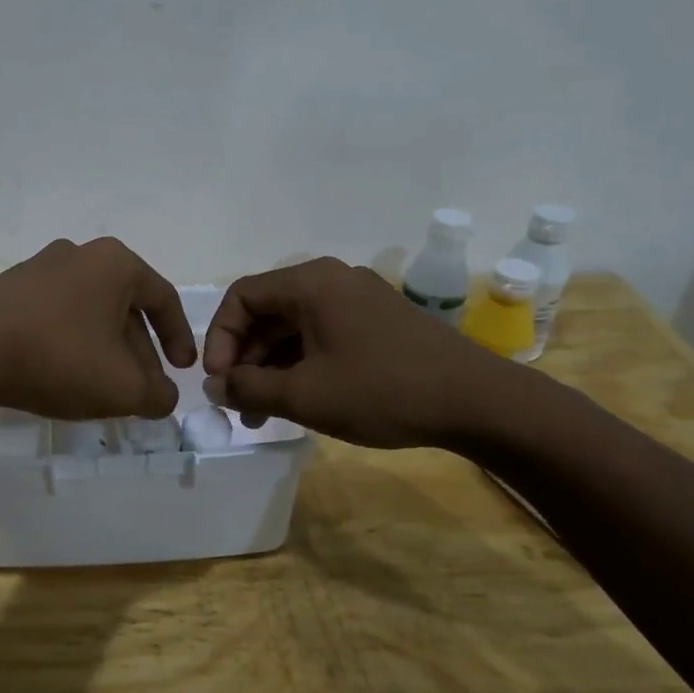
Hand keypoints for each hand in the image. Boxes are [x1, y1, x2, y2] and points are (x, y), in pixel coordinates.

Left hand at [0, 238, 196, 419]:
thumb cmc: (58, 358)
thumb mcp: (122, 388)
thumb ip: (156, 395)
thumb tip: (163, 397)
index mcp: (114, 264)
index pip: (163, 299)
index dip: (179, 338)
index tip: (182, 370)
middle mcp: (79, 254)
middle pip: (124, 308)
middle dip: (138, 353)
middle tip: (141, 390)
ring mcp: (38, 268)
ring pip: (89, 313)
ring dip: (104, 350)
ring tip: (103, 389)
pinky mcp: (8, 288)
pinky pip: (55, 316)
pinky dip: (70, 344)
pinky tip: (63, 375)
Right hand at [201, 258, 513, 448]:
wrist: (478, 402)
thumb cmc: (382, 391)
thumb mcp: (304, 395)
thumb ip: (248, 387)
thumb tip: (215, 386)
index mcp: (310, 283)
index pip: (241, 297)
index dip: (219, 338)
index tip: (218, 381)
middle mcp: (332, 280)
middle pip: (267, 311)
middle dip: (245, 358)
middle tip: (237, 402)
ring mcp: (359, 299)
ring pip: (295, 326)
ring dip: (271, 365)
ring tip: (263, 412)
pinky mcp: (378, 321)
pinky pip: (323, 334)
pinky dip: (302, 363)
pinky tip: (300, 399)